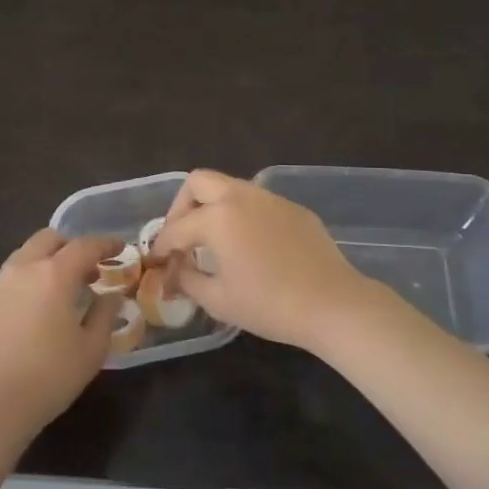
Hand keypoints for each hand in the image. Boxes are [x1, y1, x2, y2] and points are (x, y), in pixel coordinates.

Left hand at [0, 228, 124, 442]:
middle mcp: (24, 269)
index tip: (120, 247)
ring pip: (26, 254)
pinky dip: (31, 278)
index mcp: (54, 274)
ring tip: (65, 287)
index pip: (84, 246)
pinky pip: (13, 277)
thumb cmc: (50, 375)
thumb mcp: (91, 348)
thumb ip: (105, 315)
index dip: (105, 244)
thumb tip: (111, 296)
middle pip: (49, 239)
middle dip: (72, 245)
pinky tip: (40, 307)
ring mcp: (0, 285)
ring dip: (48, 260)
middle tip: (89, 267)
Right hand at [153, 169, 385, 351]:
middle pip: (199, 182)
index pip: (177, 227)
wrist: (332, 303)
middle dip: (182, 206)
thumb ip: (188, 280)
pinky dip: (242, 215)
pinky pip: (257, 202)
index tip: (156, 261)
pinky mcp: (294, 208)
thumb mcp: (219, 300)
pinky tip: (250, 245)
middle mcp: (241, 196)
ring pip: (230, 187)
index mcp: (217, 217)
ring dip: (213, 207)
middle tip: (181, 237)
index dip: (161, 245)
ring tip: (213, 240)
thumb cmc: (269, 305)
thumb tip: (175, 272)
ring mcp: (271, 199)